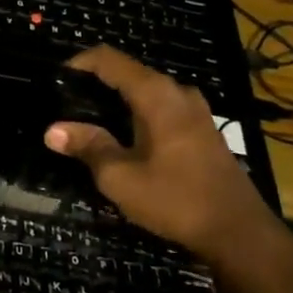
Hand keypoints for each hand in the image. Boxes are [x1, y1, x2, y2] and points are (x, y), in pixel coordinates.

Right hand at [44, 45, 282, 269]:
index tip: (56, 80)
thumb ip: (87, 146)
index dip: (79, 63)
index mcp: (156, 94)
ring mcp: (196, 111)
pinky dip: (137, 114)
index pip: (109, 59)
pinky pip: (161, 108)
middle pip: (128, 73)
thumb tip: (52, 130)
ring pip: (146, 92)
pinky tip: (124, 139)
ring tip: (89, 122)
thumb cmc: (176, 199)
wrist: (240, 234)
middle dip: (95, 84)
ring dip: (117, 101)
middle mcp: (178, 92)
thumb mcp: (120, 176)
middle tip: (66, 106)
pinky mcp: (203, 130)